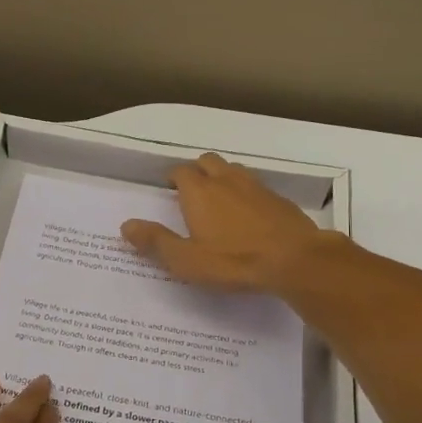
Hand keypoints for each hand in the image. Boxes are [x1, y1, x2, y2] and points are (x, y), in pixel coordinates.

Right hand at [121, 152, 332, 292]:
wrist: (295, 259)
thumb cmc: (234, 261)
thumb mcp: (187, 260)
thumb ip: (156, 241)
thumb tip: (126, 225)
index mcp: (199, 191)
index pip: (180, 172)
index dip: (173, 179)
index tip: (170, 192)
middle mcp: (225, 180)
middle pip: (207, 161)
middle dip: (198, 171)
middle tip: (193, 193)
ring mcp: (255, 186)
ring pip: (233, 170)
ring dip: (223, 178)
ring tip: (219, 200)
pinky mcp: (278, 198)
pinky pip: (255, 186)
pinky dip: (247, 193)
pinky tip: (249, 214)